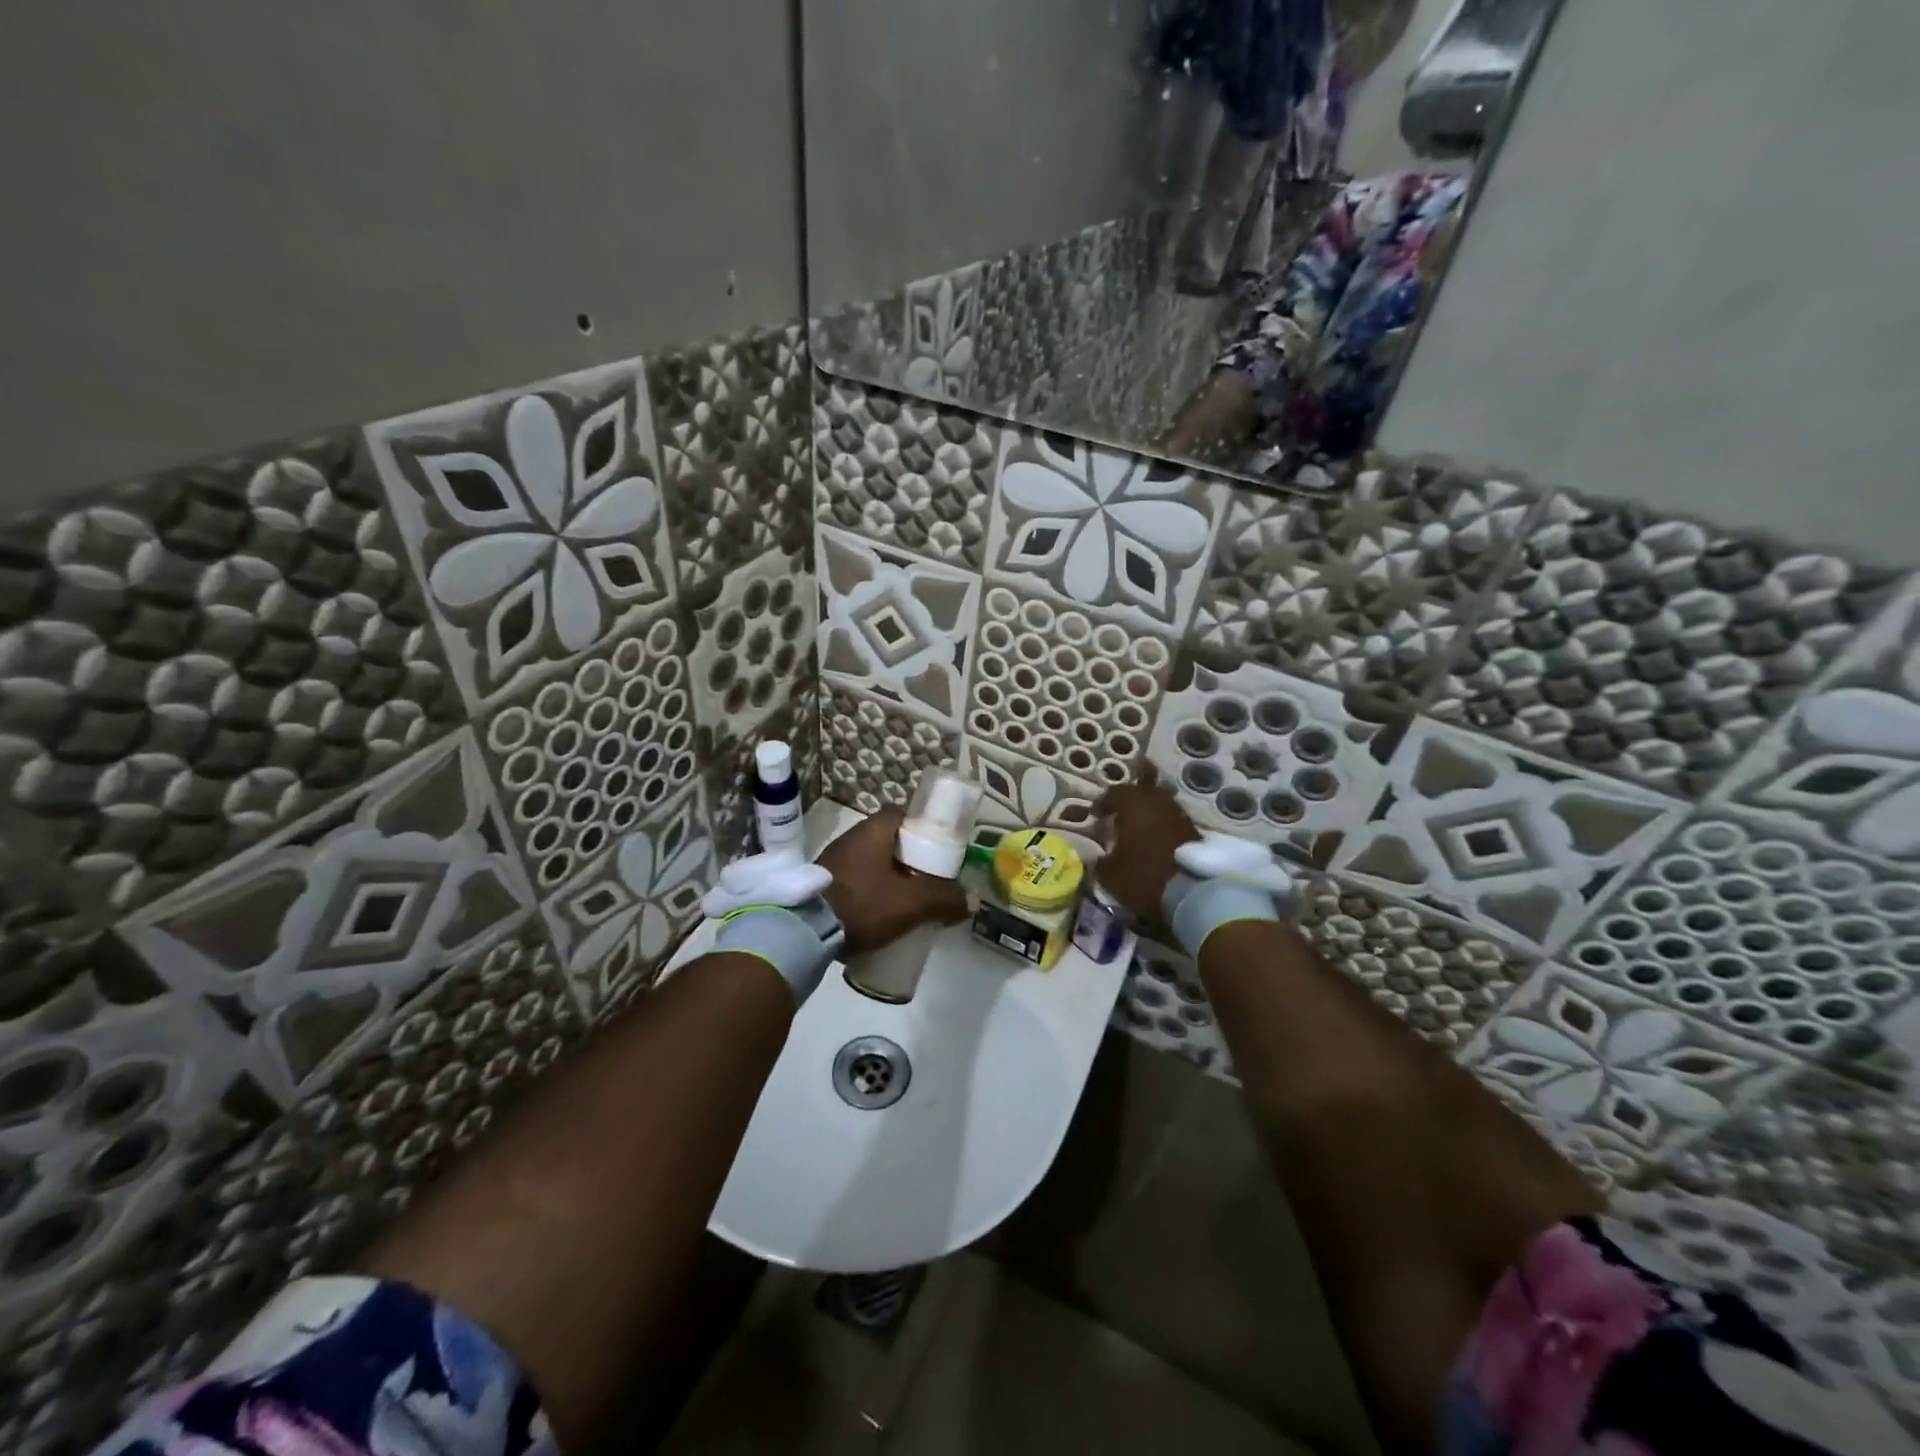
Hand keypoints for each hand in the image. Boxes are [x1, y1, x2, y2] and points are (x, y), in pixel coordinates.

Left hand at [817, 808, 970, 956]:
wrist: (805, 932)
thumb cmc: (863, 904)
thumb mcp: (911, 903)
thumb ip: (944, 900)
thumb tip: (969, 902)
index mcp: (874, 829)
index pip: (905, 813)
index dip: (926, 827)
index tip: (942, 847)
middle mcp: (853, 836)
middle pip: (892, 839)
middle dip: (912, 857)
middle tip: (933, 877)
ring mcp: (835, 859)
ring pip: (875, 861)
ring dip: (892, 875)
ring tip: (912, 898)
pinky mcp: (825, 883)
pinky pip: (859, 879)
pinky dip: (874, 890)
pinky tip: (885, 911)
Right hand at [1093, 767, 1200, 931]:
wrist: (1192, 893)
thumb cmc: (1143, 876)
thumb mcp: (1110, 874)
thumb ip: (1100, 862)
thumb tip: (1098, 858)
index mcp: (1134, 804)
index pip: (1115, 793)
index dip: (1103, 803)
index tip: (1096, 816)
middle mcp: (1158, 802)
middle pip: (1141, 793)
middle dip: (1129, 803)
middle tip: (1118, 818)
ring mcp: (1179, 815)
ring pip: (1159, 806)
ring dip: (1147, 815)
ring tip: (1136, 831)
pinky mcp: (1195, 831)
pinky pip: (1172, 821)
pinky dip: (1161, 827)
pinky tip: (1154, 842)